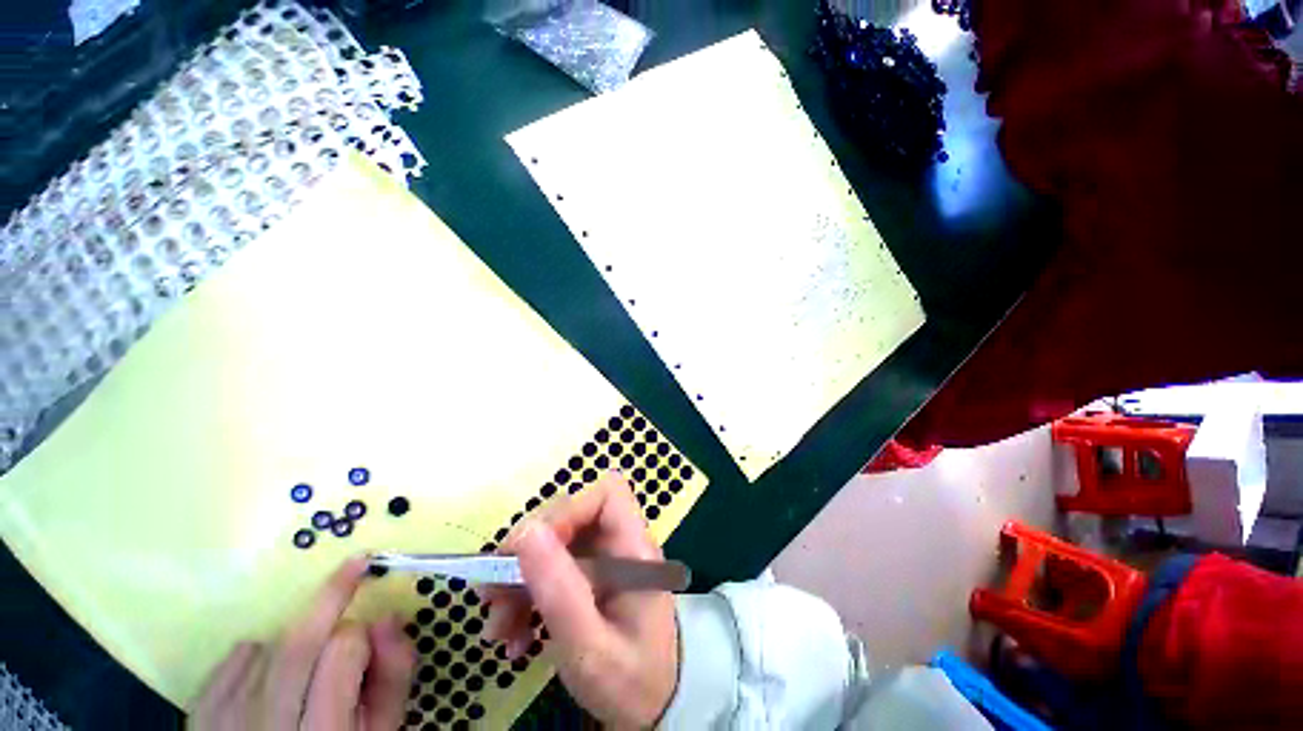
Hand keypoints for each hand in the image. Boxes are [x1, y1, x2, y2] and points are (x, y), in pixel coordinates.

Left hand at [189, 557, 415, 730]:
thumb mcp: (380, 729)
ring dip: (298, 640)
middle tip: (355, 565)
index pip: (344, 649)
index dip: (362, 635)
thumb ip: (392, 675)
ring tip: (307, 667)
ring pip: (270, 644)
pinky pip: (238, 655)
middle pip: (298, 641)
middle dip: (331, 597)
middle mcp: (266, 725)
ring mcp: (224, 718)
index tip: (372, 635)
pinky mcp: (200, 710)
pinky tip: (270, 675)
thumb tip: (388, 616)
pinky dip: (262, 652)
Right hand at [483, 473, 678, 727]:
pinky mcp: (589, 577)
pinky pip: (551, 569)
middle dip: (527, 552)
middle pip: (571, 516)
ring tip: (498, 628)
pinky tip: (514, 636)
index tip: (531, 549)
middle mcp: (619, 544)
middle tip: (492, 595)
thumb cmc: (630, 681)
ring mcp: (603, 560)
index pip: (606, 494)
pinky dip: (526, 596)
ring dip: (518, 579)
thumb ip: (559, 590)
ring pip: (554, 543)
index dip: (568, 509)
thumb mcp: (589, 647)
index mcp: (634, 549)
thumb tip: (526, 531)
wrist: (652, 707)